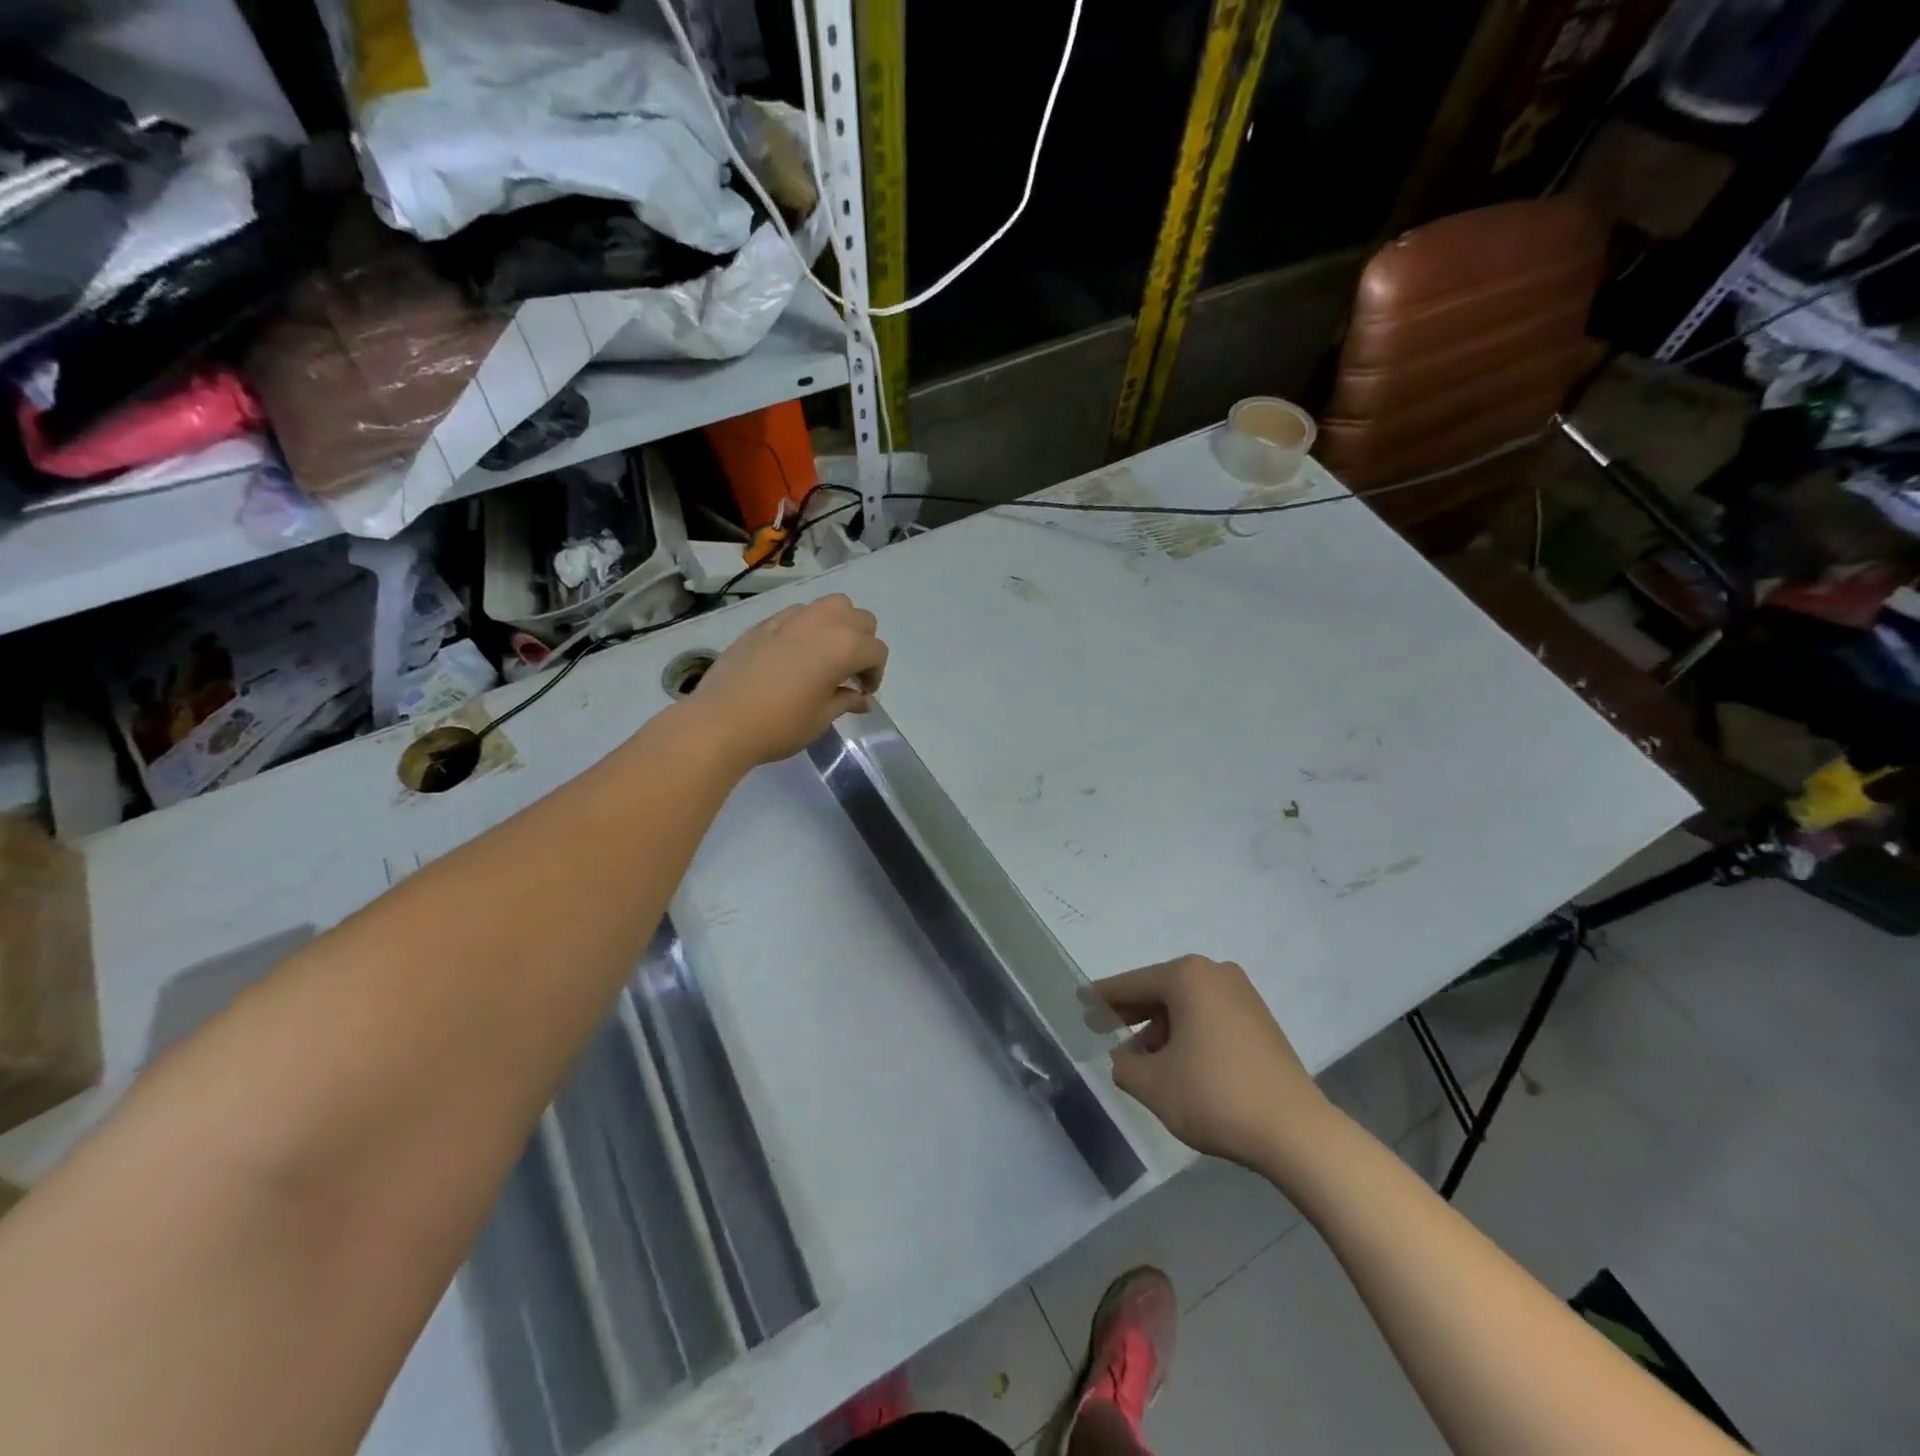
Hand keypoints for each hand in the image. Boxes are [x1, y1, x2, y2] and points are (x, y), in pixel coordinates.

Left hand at [688, 594, 888, 765]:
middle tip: (850, 672)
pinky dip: (809, 626)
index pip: (876, 651)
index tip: (863, 693)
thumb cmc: (779, 725)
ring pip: (831, 605)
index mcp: (843, 646)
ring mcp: (791, 618)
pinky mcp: (765, 622)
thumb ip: (845, 700)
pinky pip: (799, 613)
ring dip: (839, 625)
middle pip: (860, 619)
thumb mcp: (821, 718)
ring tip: (827, 654)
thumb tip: (859, 697)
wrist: (721, 721)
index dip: (876, 673)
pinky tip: (795, 653)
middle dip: (863, 644)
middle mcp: (822, 622)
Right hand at [1095, 955, 1330, 1168]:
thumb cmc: (1215, 1096)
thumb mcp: (1153, 1085)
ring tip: (1138, 1058)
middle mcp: (1215, 974)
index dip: (1102, 997)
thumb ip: (1124, 1066)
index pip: (1132, 984)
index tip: (1080, 1002)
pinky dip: (1186, 1033)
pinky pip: (1208, 1017)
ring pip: (1185, 1005)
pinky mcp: (1259, 1020)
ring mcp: (1242, 995)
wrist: (1296, 1132)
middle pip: (1160, 990)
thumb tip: (1124, 1057)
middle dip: (1131, 1012)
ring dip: (1159, 1028)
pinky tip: (1174, 1062)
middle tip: (1101, 1027)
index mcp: (1187, 977)